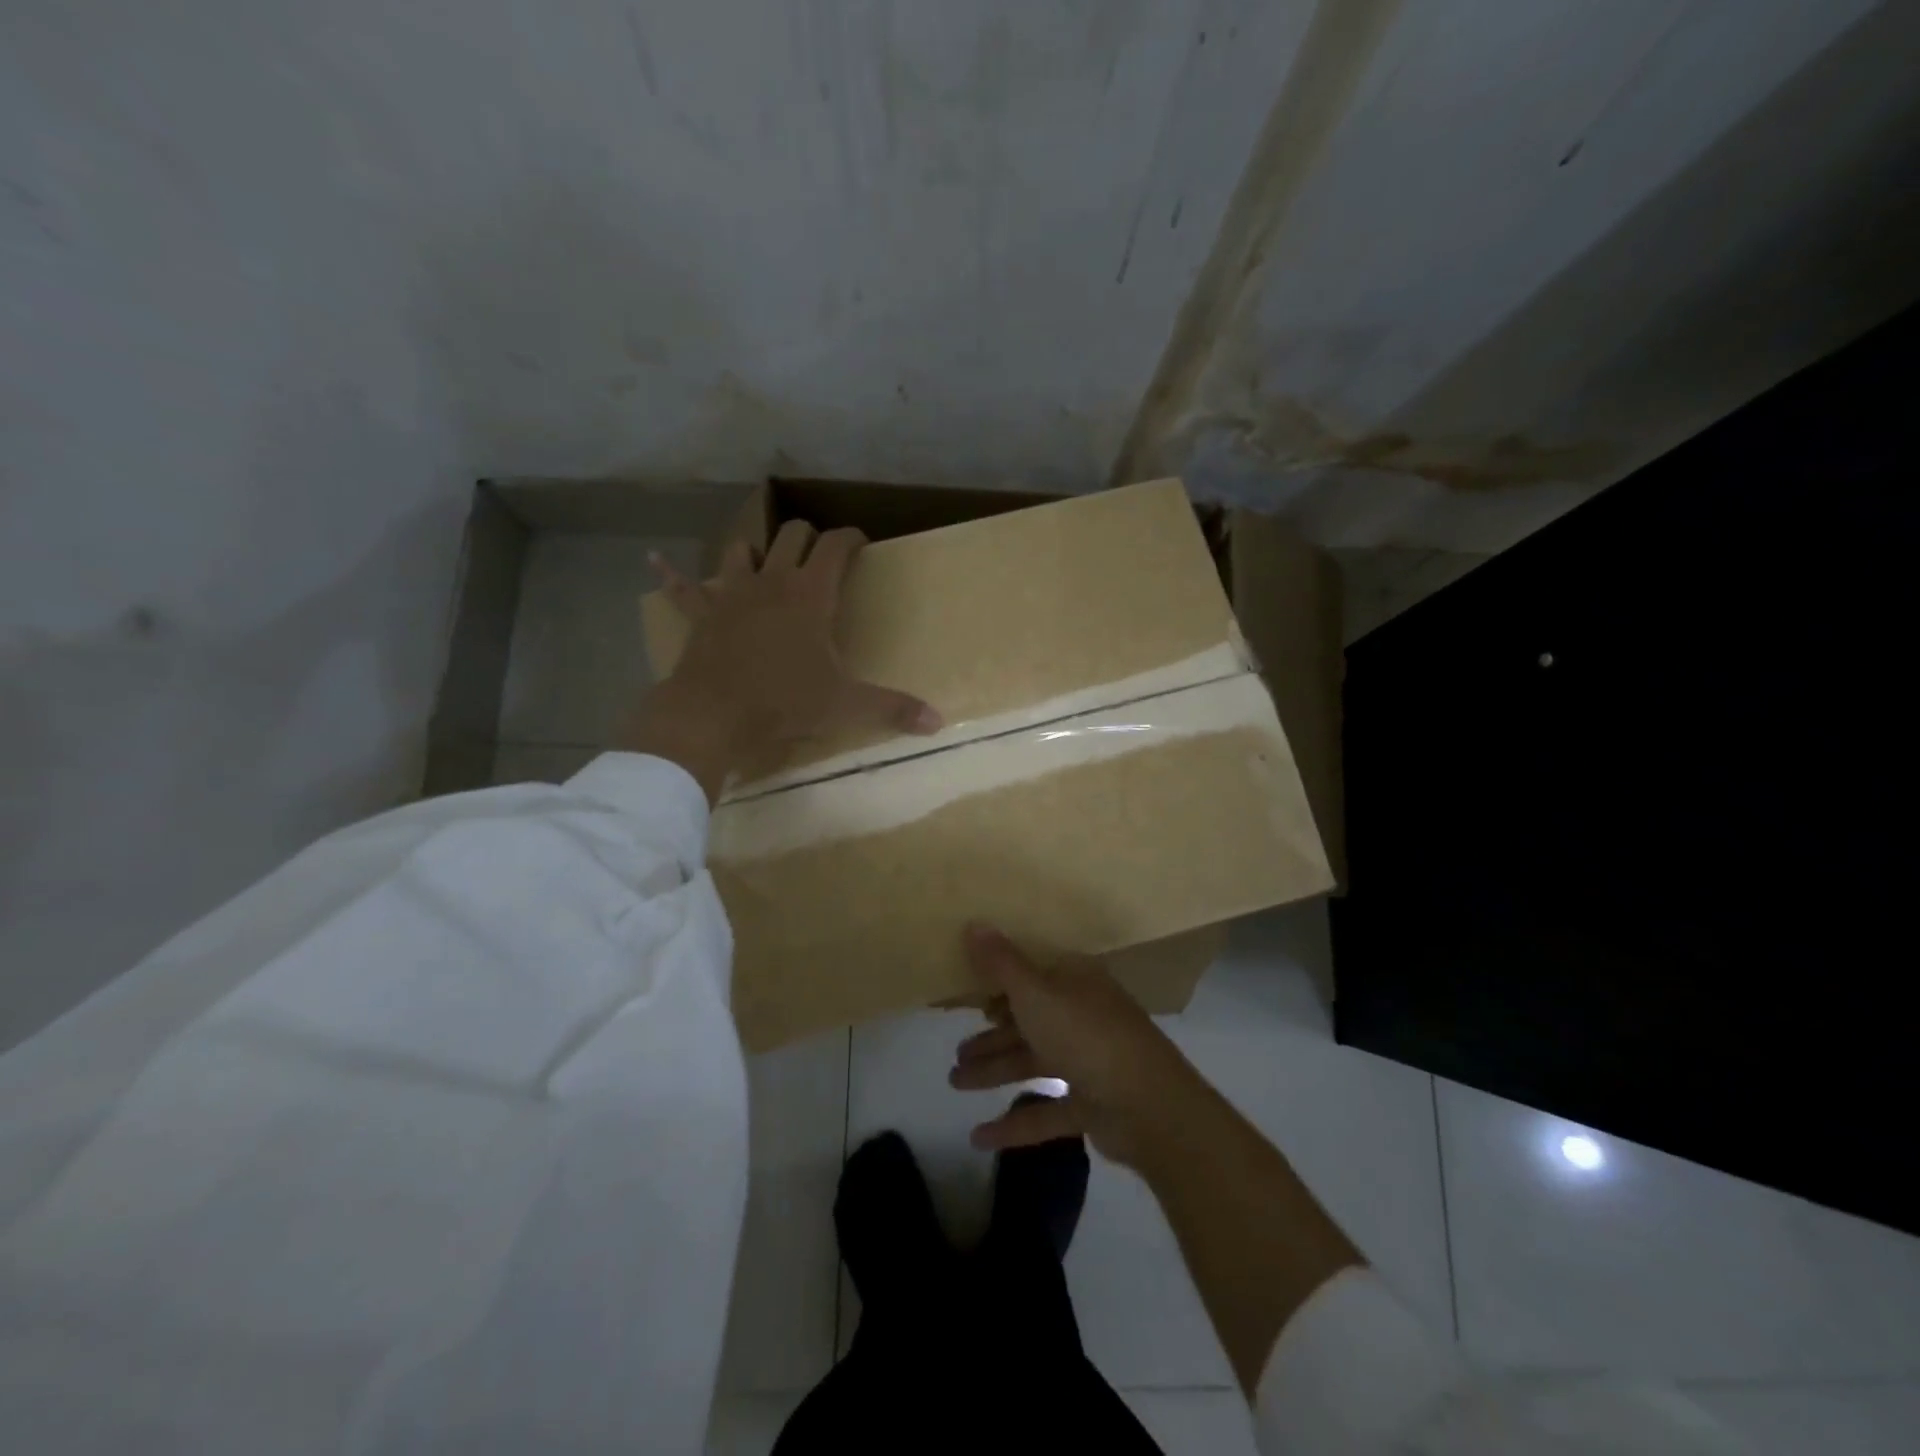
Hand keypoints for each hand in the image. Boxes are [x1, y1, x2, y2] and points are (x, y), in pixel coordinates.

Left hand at [621, 522, 940, 799]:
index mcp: (811, 594)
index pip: (836, 546)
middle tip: (820, 552)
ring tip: (764, 558)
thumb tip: (939, 721)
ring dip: (756, 549)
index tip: (862, 543)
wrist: (714, 714)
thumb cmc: (784, 702)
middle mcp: (772, 582)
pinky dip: (672, 575)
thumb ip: (893, 709)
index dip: (851, 538)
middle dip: (809, 536)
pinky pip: (683, 588)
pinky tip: (654, 561)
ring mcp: (732, 594)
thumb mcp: (845, 706)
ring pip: (743, 550)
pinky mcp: (702, 615)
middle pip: (791, 536)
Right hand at [948, 923, 1206, 1169]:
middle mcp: (1083, 1015)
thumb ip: (1001, 963)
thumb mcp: (1035, 993)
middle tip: (955, 1052)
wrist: (1149, 1106)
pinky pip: (1047, 1110)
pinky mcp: (1093, 1104)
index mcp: (1075, 982)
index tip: (970, 998)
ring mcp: (1090, 1061)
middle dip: (991, 1037)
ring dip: (994, 1072)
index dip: (1001, 985)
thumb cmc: (1086, 1035)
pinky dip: (1015, 1123)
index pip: (1033, 976)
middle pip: (1029, 1022)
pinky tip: (979, 1137)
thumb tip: (973, 923)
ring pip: (1034, 1063)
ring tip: (954, 1083)